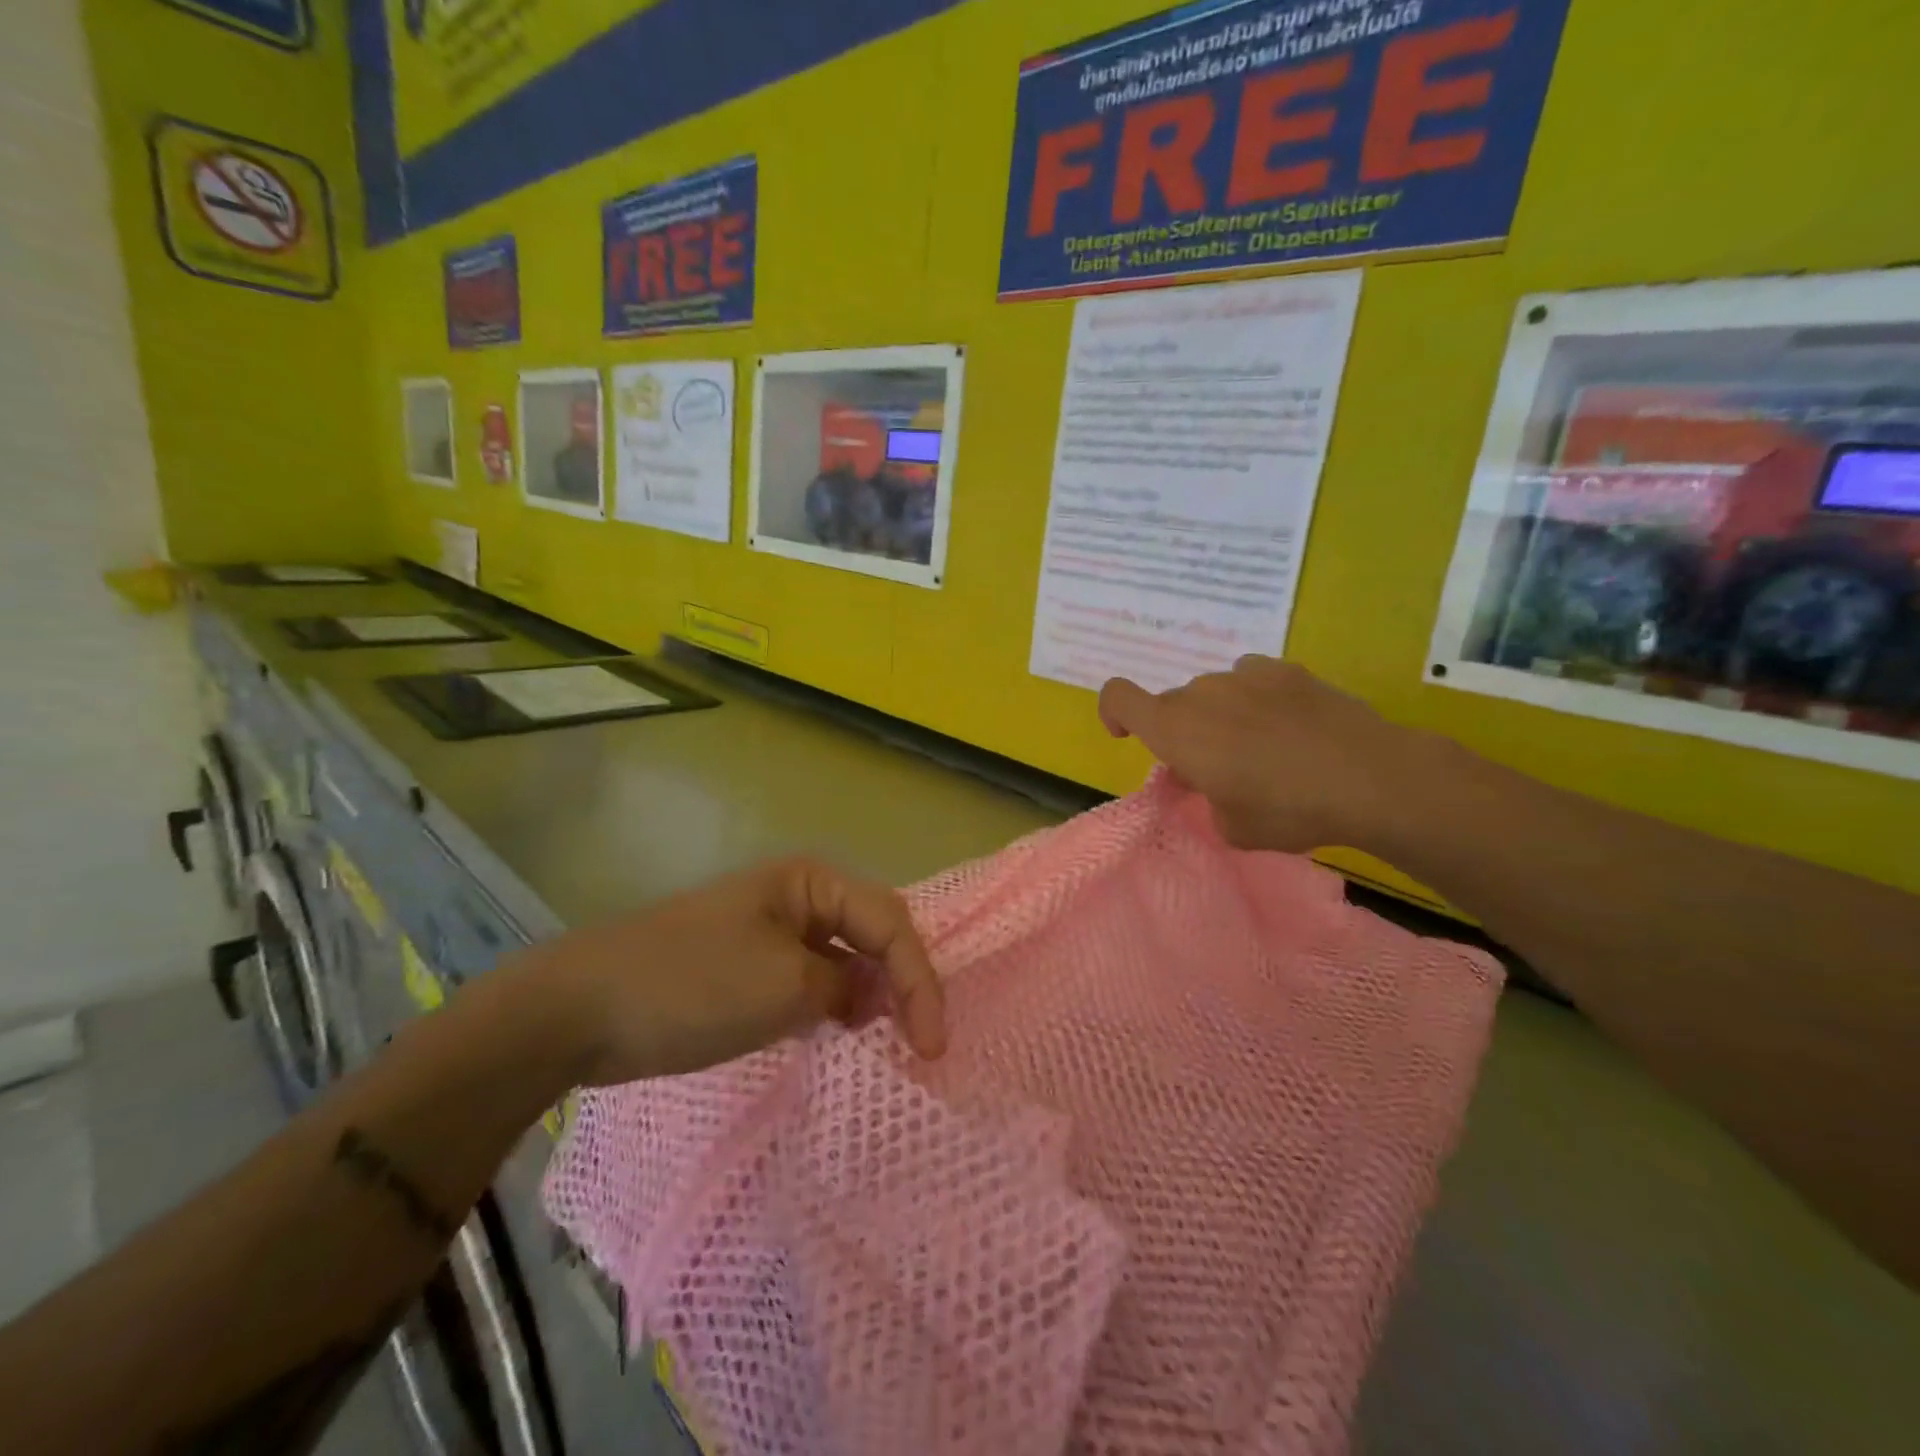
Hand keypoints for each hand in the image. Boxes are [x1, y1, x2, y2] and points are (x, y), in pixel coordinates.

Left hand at [508, 859, 944, 1085]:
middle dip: (904, 984)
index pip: (890, 921)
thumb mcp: (785, 987)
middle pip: (875, 934)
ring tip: (894, 1045)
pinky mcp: (753, 966)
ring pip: (847, 959)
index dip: (920, 981)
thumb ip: (847, 988)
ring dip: (874, 997)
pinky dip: (837, 1007)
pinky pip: (814, 980)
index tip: (933, 1045)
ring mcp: (774, 931)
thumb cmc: (693, 985)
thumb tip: (867, 998)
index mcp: (811, 881)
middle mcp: (799, 896)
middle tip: (923, 1043)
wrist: (580, 1009)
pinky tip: (845, 1037)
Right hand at [1098, 656, 1420, 854]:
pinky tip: (1289, 725)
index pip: (1118, 697)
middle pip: (1173, 705)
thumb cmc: (1286, 809)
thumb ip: (1206, 798)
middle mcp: (1201, 693)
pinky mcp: (1286, 670)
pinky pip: (1252, 680)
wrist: (1368, 777)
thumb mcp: (1232, 826)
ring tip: (1262, 748)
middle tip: (1218, 770)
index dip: (1113, 713)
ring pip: (1214, 693)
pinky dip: (1256, 699)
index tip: (1128, 736)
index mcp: (1175, 729)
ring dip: (1220, 716)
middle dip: (1182, 733)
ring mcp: (1245, 675)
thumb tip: (1208, 778)